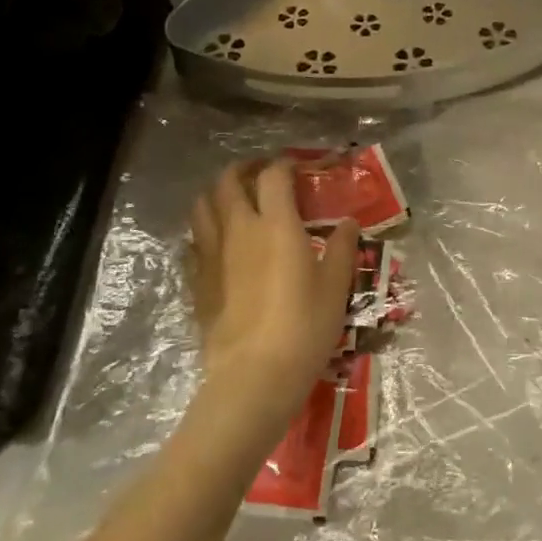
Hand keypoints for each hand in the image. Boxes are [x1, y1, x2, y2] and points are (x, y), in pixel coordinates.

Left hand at [189, 160, 357, 417]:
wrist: (254, 375)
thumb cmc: (304, 327)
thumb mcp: (336, 287)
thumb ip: (343, 248)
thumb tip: (348, 223)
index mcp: (277, 224)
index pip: (274, 176)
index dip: (285, 164)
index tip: (297, 168)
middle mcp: (240, 229)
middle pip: (228, 181)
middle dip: (244, 169)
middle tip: (261, 175)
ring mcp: (212, 254)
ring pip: (202, 206)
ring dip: (218, 194)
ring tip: (235, 201)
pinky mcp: (196, 281)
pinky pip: (193, 242)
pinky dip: (204, 231)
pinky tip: (218, 243)